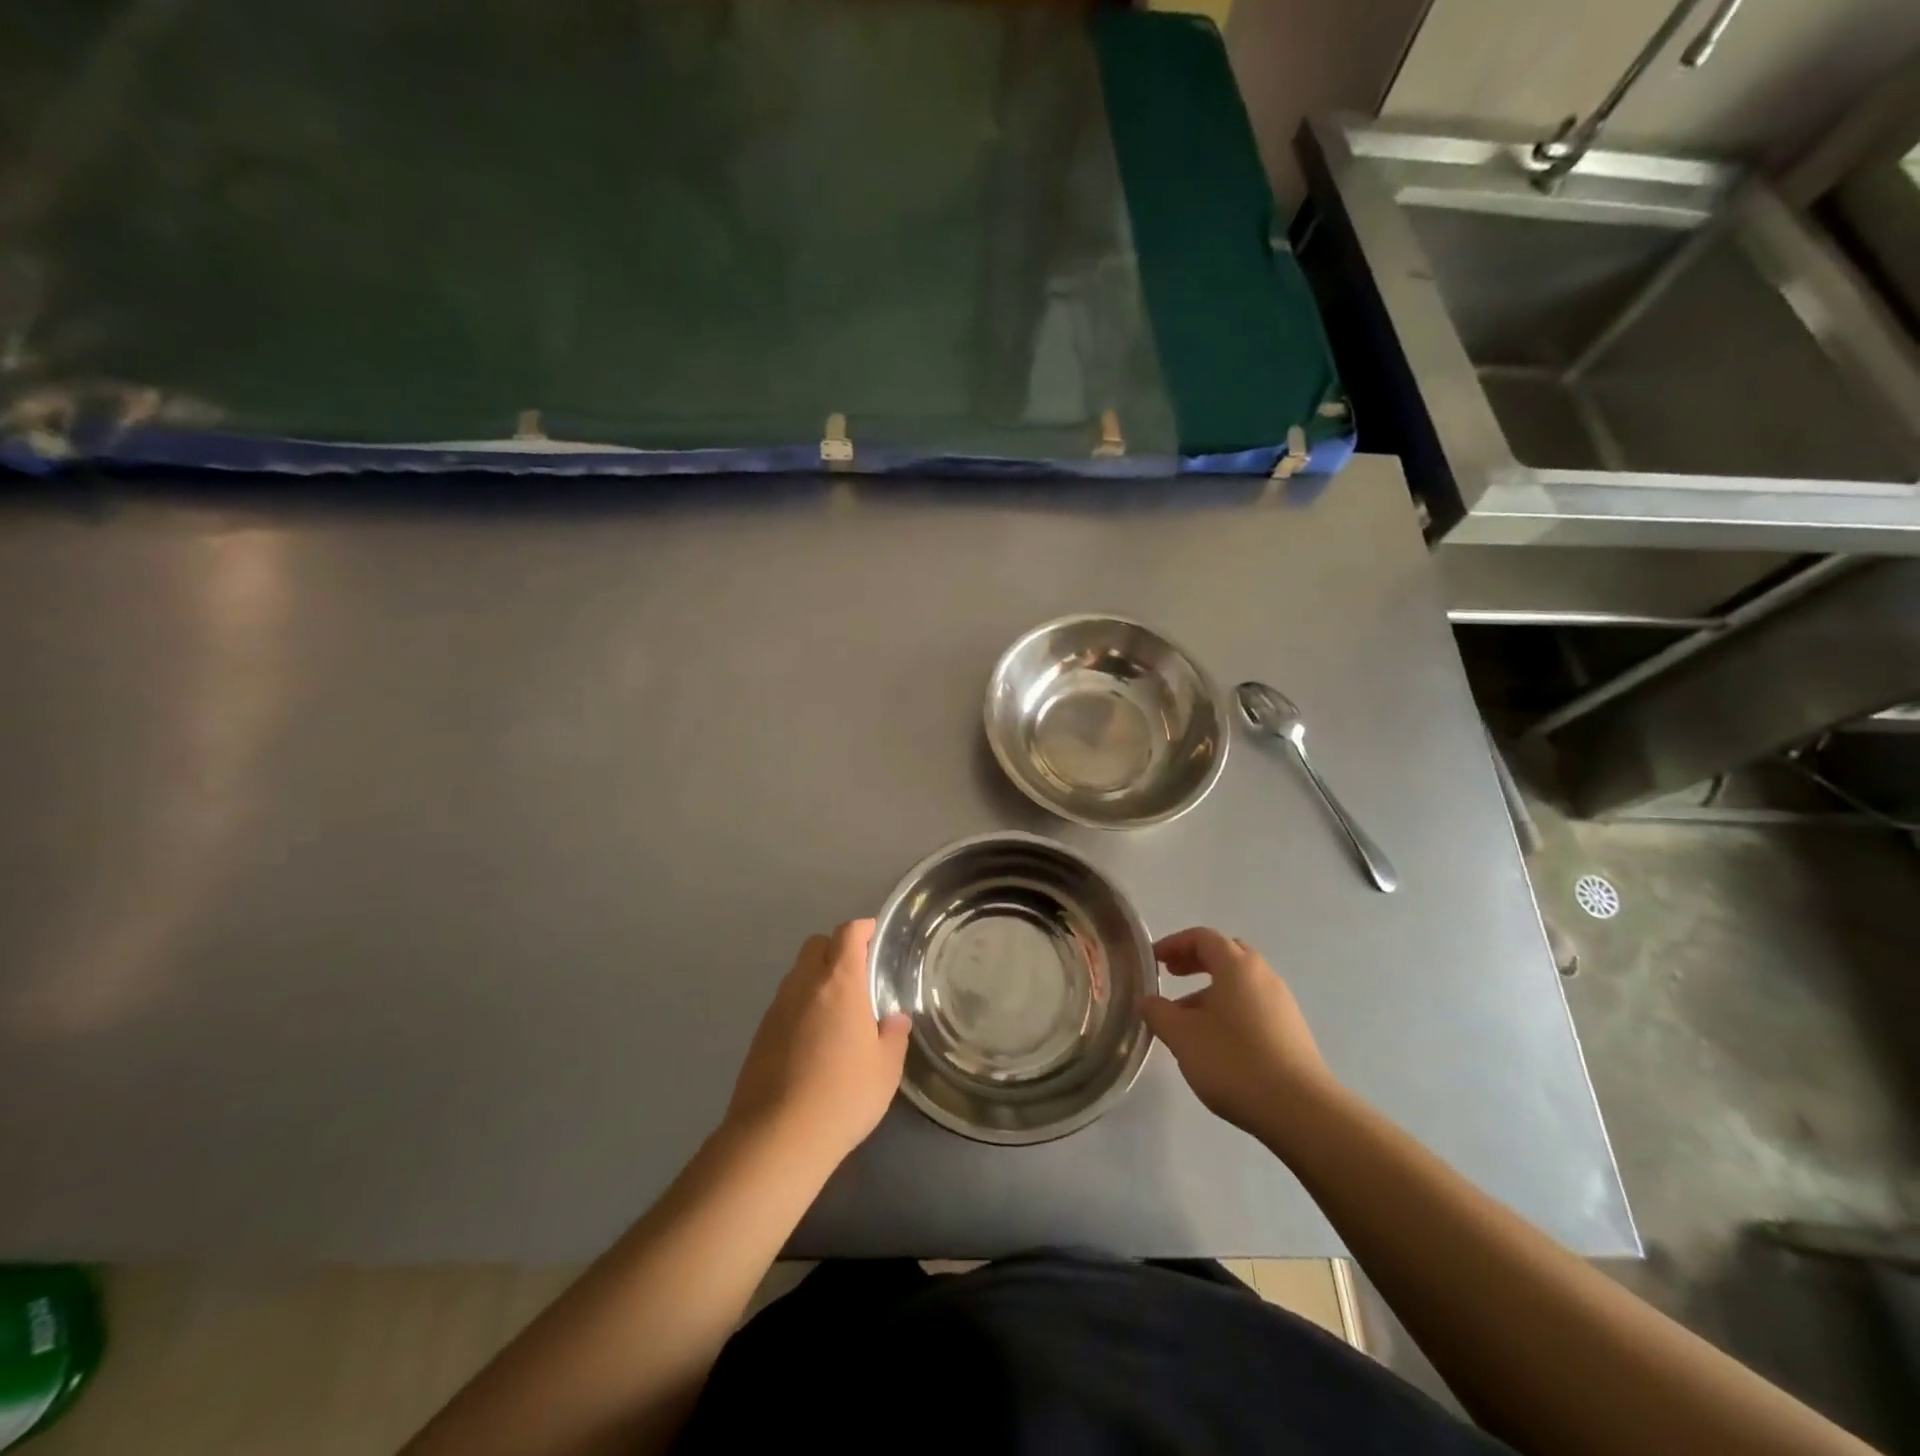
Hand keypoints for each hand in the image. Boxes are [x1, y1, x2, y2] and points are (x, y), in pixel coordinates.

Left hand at [726, 920, 910, 1173]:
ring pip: (797, 974)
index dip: (862, 928)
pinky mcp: (760, 1034)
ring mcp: (777, 1008)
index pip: (847, 935)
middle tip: (857, 972)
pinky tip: (813, 1038)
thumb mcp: (885, 1069)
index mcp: (840, 983)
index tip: (874, 933)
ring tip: (836, 1008)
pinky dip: (800, 1006)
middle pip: (816, 945)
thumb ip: (893, 1036)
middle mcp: (804, 985)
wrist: (778, 1137)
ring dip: (815, 978)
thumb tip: (895, 1019)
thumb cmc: (844, 1096)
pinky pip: (784, 1003)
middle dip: (835, 948)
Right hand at [1143, 928, 1335, 1139]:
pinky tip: (1217, 1041)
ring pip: (1241, 983)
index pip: (1203, 937)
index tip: (1154, 959)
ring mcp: (1282, 1003)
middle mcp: (1263, 976)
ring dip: (1212, 990)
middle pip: (1226, 954)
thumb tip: (1145, 1000)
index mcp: (1237, 966)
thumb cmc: (1234, 1062)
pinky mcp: (1292, 1031)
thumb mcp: (1183, 1037)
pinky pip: (1255, 1005)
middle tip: (1172, 976)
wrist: (1301, 1111)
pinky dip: (1231, 1009)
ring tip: (1188, 1018)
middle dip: (1196, 961)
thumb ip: (1158, 1013)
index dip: (1174, 943)